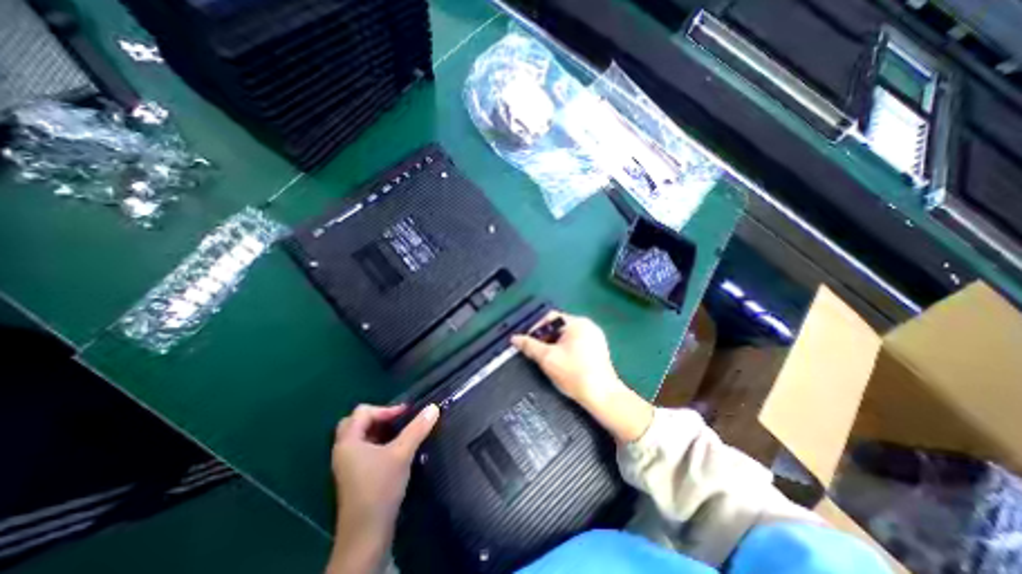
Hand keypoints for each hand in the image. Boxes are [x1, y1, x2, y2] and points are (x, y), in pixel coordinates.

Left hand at [329, 404, 436, 572]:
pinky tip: (395, 450)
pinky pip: (364, 450)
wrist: (366, 534)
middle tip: (398, 421)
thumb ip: (417, 428)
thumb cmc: (380, 487)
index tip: (406, 414)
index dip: (386, 409)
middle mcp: (343, 451)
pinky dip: (378, 443)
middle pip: (357, 423)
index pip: (363, 412)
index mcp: (348, 442)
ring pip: (361, 437)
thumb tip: (433, 407)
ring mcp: (347, 465)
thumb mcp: (402, 453)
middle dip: (378, 418)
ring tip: (400, 433)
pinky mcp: (354, 476)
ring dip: (379, 430)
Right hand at [510, 314, 653, 443]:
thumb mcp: (547, 358)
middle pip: (559, 326)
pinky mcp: (598, 349)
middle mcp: (588, 325)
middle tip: (535, 351)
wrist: (602, 396)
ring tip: (546, 358)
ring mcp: (595, 337)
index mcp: (577, 323)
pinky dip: (565, 349)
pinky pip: (576, 343)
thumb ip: (530, 346)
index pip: (551, 317)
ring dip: (554, 344)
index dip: (536, 328)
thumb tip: (514, 338)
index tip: (527, 341)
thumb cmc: (573, 373)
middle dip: (545, 337)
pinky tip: (561, 363)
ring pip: (567, 336)